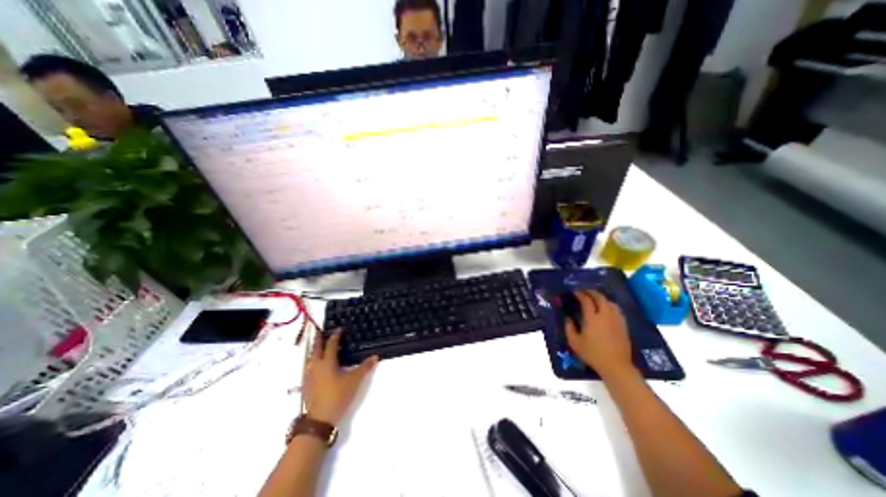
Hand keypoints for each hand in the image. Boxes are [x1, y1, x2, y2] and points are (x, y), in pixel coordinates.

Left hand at [303, 330, 378, 427]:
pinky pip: (308, 367)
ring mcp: (308, 376)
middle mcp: (316, 366)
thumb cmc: (338, 396)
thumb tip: (375, 356)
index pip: (331, 344)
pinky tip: (316, 365)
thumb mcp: (355, 381)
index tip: (339, 329)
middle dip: (318, 339)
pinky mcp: (306, 386)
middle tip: (321, 331)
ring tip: (319, 346)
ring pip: (310, 358)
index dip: (335, 335)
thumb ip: (365, 367)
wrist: (319, 420)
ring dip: (314, 350)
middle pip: (316, 349)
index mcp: (327, 362)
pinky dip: (312, 361)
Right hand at [564, 291, 633, 376]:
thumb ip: (569, 328)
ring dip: (601, 298)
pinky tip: (606, 309)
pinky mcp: (623, 325)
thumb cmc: (593, 354)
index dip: (580, 294)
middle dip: (591, 292)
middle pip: (600, 297)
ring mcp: (616, 320)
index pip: (586, 300)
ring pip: (610, 302)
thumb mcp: (574, 342)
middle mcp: (605, 315)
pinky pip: (617, 310)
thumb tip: (568, 318)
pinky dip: (610, 305)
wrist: (616, 366)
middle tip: (584, 291)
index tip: (574, 291)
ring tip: (595, 299)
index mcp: (592, 318)